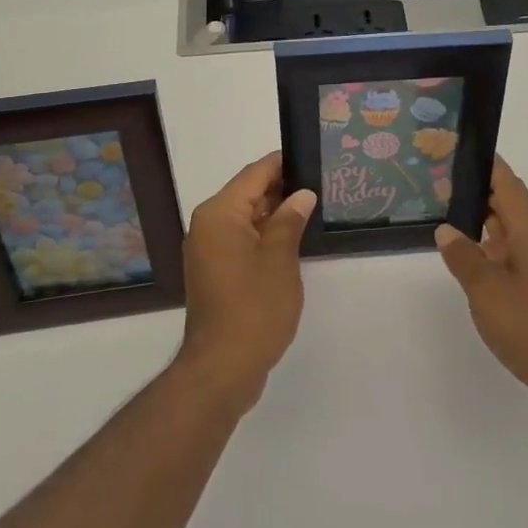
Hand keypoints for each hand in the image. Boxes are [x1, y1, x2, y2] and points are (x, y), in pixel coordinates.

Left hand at [174, 153, 314, 415]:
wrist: (222, 368)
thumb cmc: (254, 308)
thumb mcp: (280, 259)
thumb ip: (291, 220)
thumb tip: (302, 194)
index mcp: (219, 214)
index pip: (255, 174)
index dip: (284, 164)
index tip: (312, 159)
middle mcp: (207, 225)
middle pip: (248, 194)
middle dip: (282, 189)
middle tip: (320, 185)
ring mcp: (208, 250)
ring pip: (246, 218)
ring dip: (274, 214)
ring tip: (311, 210)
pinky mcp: (214, 271)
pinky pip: (240, 240)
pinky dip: (263, 236)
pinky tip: (292, 240)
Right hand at [436, 157, 527, 428]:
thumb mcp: (486, 290)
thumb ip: (463, 256)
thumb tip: (446, 230)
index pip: (505, 181)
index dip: (483, 163)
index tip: (455, 150)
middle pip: (508, 203)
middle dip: (477, 192)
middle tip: (439, 184)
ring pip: (512, 231)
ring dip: (484, 224)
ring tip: (447, 218)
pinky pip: (517, 255)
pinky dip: (494, 250)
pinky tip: (472, 261)